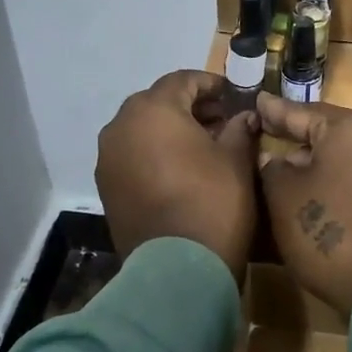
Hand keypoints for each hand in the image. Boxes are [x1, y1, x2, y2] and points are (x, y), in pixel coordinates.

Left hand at [95, 70, 258, 278]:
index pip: (182, 81)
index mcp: (153, 109)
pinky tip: (179, 170)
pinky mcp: (106, 187)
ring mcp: (108, 158)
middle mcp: (121, 126)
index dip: (210, 84)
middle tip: (220, 120)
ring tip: (201, 147)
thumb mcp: (236, 160)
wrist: (177, 270)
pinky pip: (131, 156)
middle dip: (189, 107)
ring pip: (141, 130)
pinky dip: (153, 154)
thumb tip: (244, 117)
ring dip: (169, 131)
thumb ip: (239, 129)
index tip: (232, 95)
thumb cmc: (213, 202)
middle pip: (157, 103)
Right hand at [255, 93, 351, 318]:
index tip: (257, 99)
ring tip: (294, 164)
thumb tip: (276, 159)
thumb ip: (272, 167)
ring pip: (349, 154)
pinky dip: (342, 178)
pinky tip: (325, 191)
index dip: (275, 110)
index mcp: (350, 128)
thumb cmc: (326, 232)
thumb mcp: (283, 196)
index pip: (302, 112)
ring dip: (322, 159)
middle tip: (271, 131)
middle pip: (330, 130)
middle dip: (299, 134)